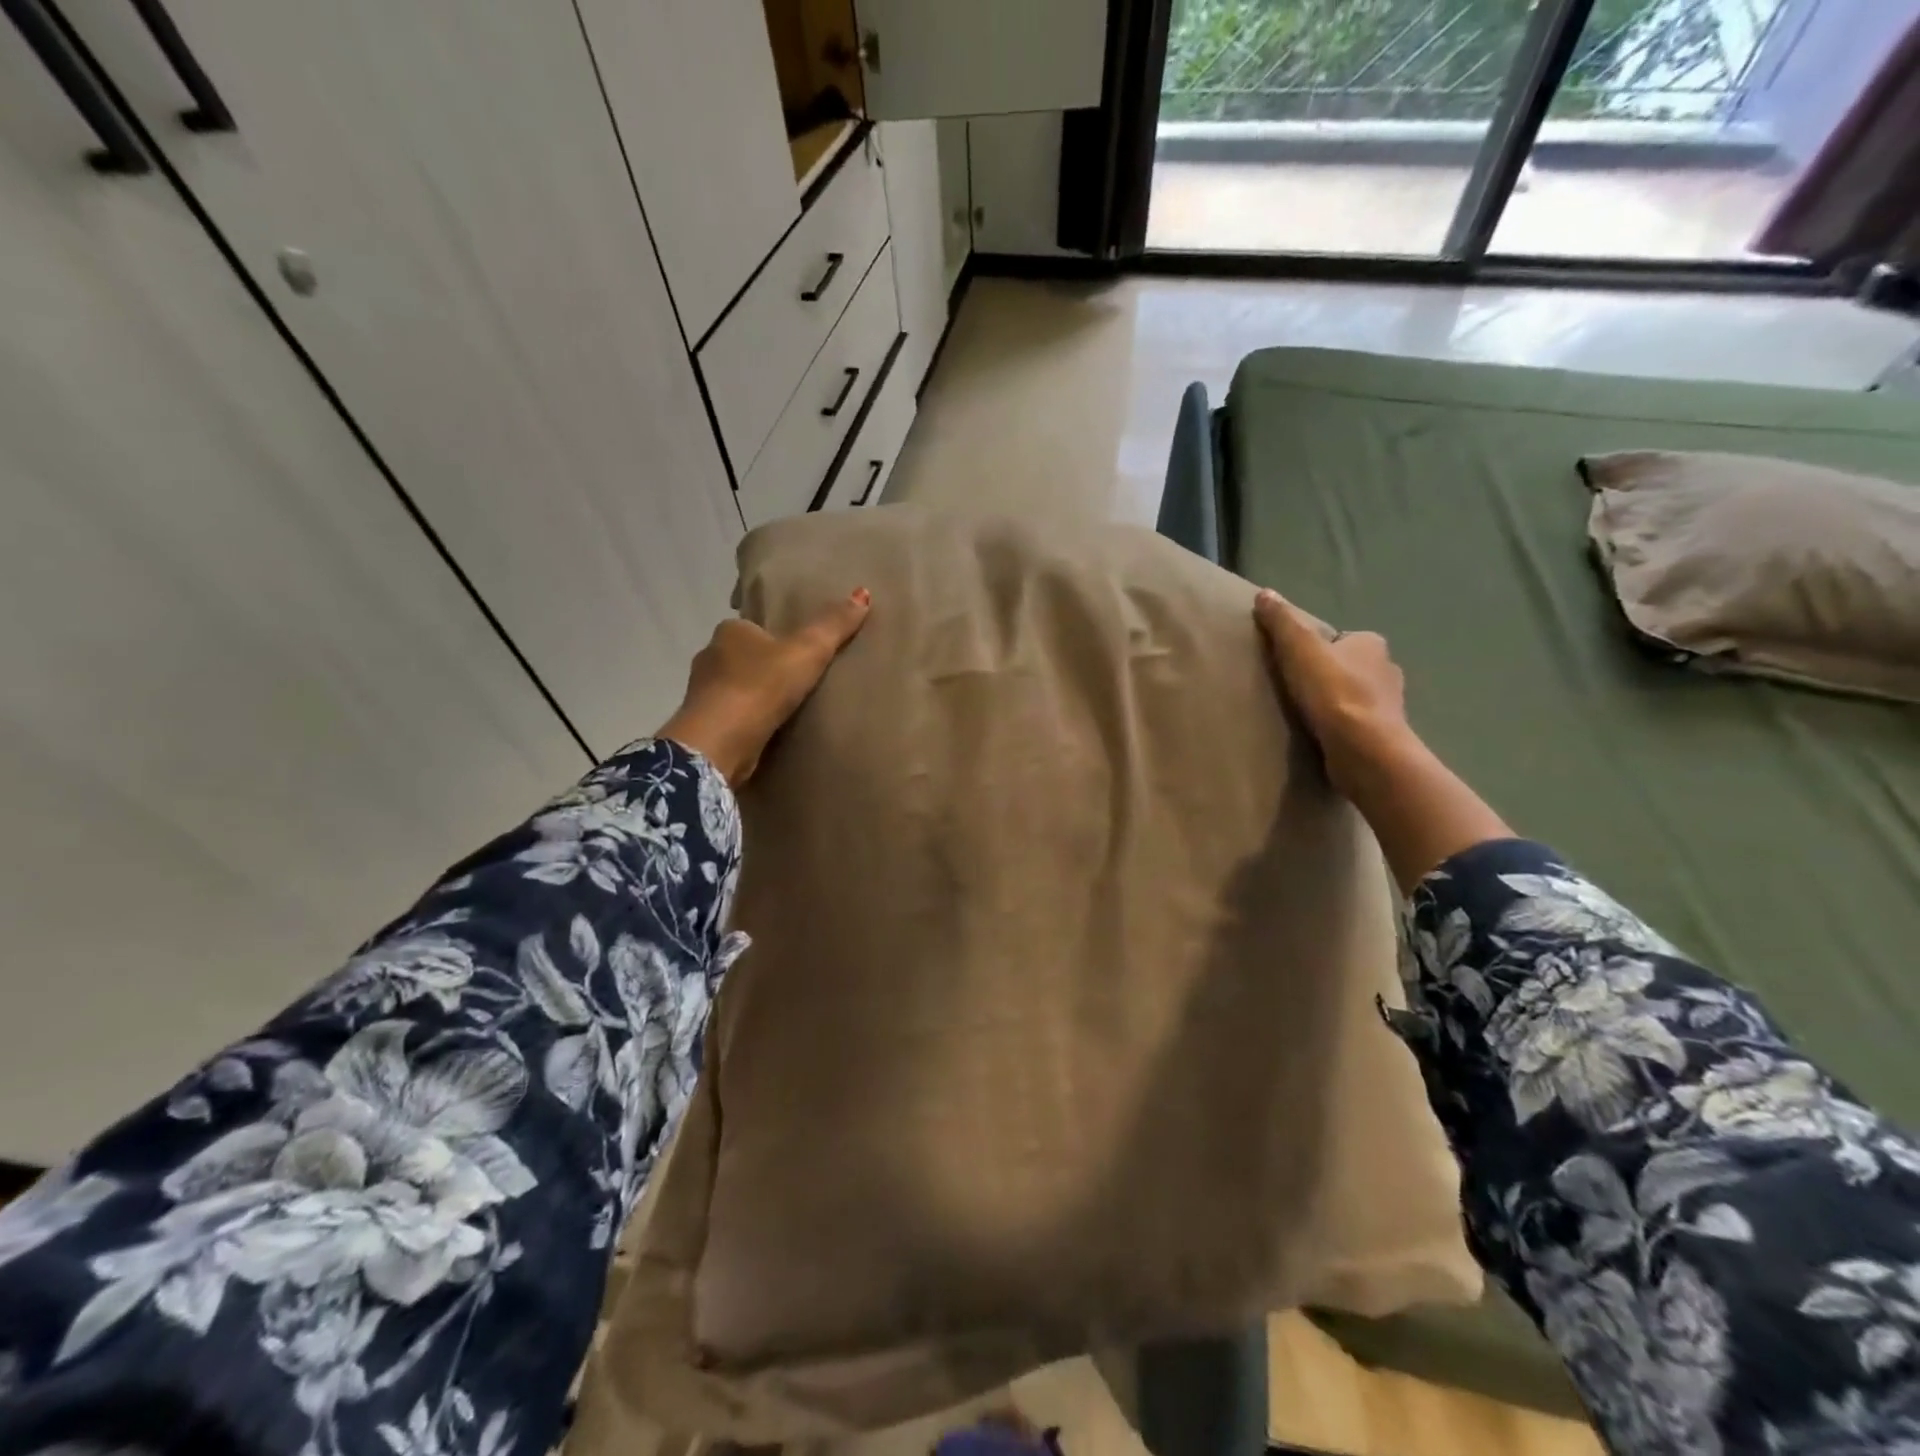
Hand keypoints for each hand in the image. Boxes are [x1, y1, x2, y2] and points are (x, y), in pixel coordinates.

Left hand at [656, 588, 870, 785]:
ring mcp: (701, 693)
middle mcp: (709, 656)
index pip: (754, 628)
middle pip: (743, 657)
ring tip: (786, 709)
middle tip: (798, 681)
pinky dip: (746, 721)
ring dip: (754, 696)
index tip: (798, 653)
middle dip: (764, 668)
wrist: (721, 741)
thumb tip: (863, 592)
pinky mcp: (704, 725)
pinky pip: (731, 717)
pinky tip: (766, 731)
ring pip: (734, 688)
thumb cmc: (761, 686)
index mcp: (729, 631)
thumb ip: (833, 626)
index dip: (776, 638)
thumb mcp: (808, 651)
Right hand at [1253, 589, 1409, 797]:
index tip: (1295, 663)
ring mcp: (1389, 704)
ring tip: (1307, 715)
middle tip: (1297, 689)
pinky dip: (1343, 726)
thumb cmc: (1332, 692)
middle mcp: (1387, 669)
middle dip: (1329, 675)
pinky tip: (1323, 735)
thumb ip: (1282, 621)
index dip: (1317, 648)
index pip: (1341, 639)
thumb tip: (1265, 593)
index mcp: (1372, 643)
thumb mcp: (1299, 648)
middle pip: (1350, 666)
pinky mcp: (1384, 734)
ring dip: (1336, 702)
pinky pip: (1358, 722)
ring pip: (1356, 695)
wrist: (1363, 748)